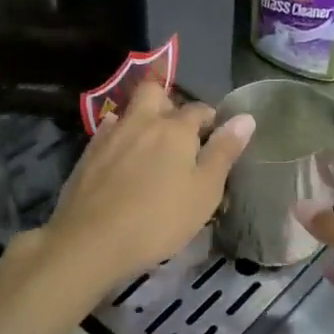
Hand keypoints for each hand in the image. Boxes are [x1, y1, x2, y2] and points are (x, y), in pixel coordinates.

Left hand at [43, 80, 254, 288]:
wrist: (91, 241)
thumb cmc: (159, 218)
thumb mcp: (205, 191)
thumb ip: (224, 152)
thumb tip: (246, 117)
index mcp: (176, 128)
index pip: (200, 109)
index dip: (211, 121)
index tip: (216, 139)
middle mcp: (142, 121)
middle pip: (155, 92)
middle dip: (169, 102)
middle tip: (179, 132)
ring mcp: (111, 135)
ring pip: (129, 111)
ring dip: (143, 118)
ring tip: (151, 145)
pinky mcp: (88, 153)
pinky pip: (108, 131)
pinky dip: (120, 135)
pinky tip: (122, 154)